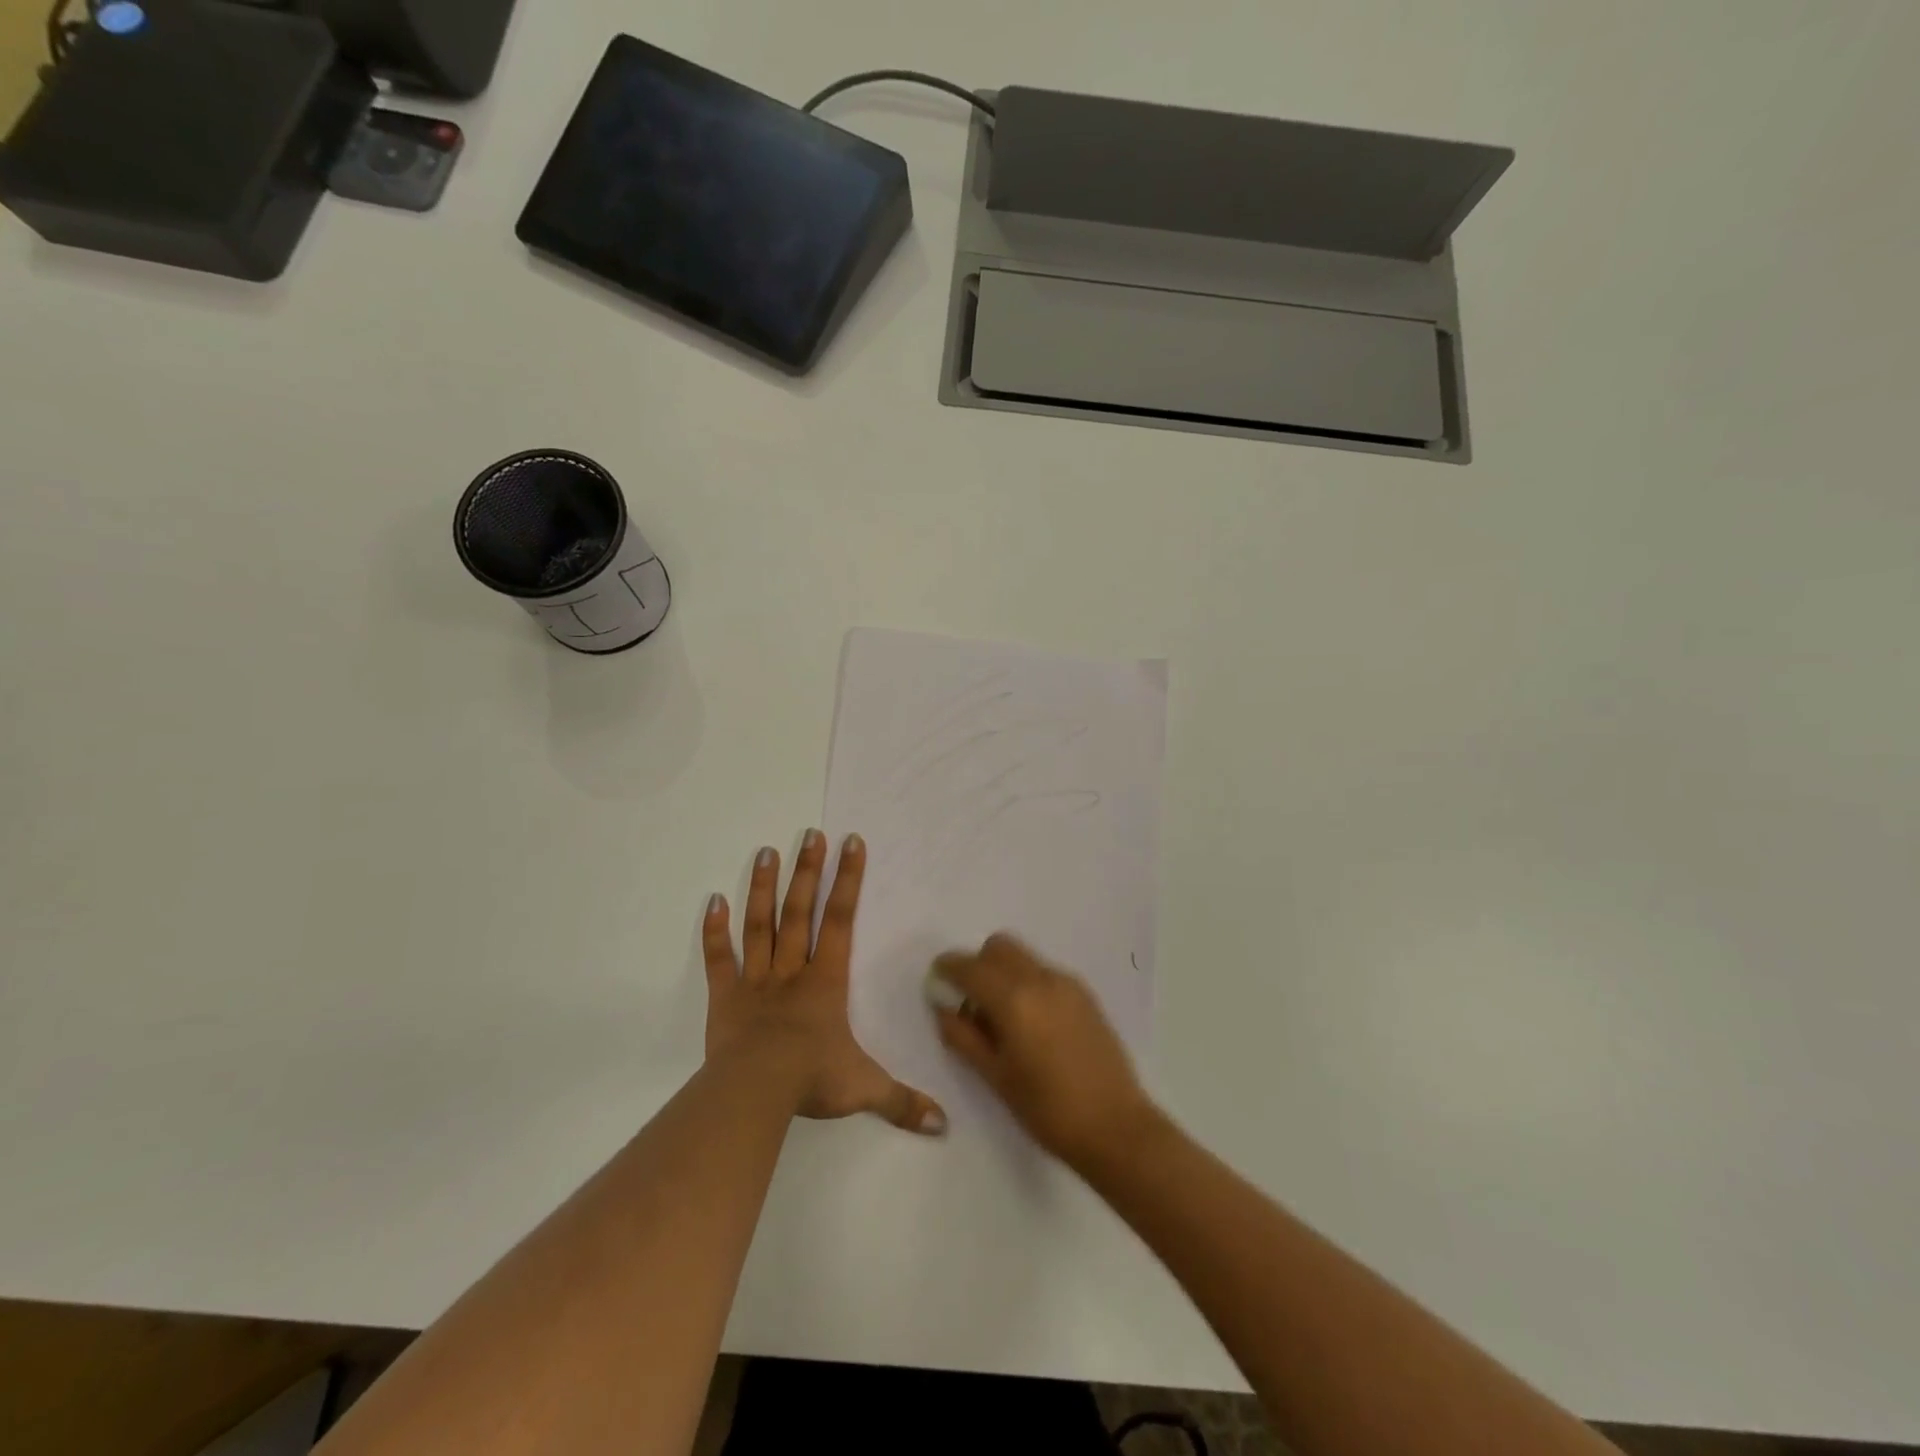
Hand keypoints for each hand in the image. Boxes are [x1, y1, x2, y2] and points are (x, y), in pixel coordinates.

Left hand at [703, 831, 946, 1135]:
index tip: (851, 842)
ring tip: (765, 851)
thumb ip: (903, 1101)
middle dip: (807, 871)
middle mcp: (793, 970)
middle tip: (810, 834)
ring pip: (760, 924)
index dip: (848, 880)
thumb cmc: (813, 1079)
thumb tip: (943, 1125)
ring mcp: (755, 980)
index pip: (840, 919)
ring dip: (762, 887)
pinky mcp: (724, 997)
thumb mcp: (865, 1089)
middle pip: (800, 910)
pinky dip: (714, 931)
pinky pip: (719, 958)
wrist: (756, 1092)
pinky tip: (712, 900)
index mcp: (826, 980)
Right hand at [931, 934, 1153, 1168]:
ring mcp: (1067, 983)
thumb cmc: (1047, 1108)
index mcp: (1014, 999)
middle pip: (999, 947)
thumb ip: (963, 1037)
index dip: (948, 969)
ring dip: (1004, 973)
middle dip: (978, 965)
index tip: (937, 980)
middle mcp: (1040, 979)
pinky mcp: (1085, 994)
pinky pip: (1045, 973)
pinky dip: (1028, 983)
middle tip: (971, 1001)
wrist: (1115, 1126)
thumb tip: (943, 1009)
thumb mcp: (995, 1077)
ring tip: (1003, 1018)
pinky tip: (1032, 1024)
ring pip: (1024, 958)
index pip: (970, 967)